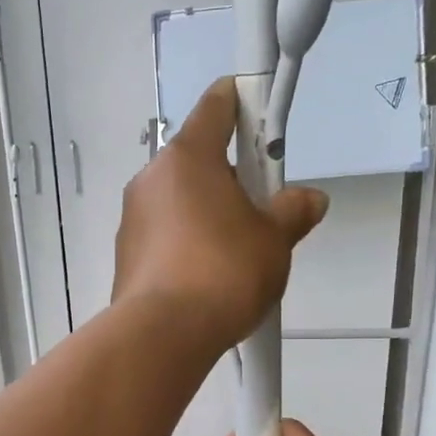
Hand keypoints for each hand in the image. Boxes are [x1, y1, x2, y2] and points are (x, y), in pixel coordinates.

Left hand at [112, 78, 327, 350]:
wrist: (164, 335)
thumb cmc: (224, 272)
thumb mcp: (274, 241)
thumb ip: (292, 213)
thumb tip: (310, 200)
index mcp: (188, 157)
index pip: (216, 107)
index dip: (243, 101)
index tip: (260, 110)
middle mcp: (152, 178)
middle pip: (198, 160)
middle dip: (231, 177)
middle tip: (261, 209)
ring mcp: (132, 218)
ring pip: (179, 201)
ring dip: (207, 213)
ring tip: (236, 254)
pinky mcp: (125, 255)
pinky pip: (164, 235)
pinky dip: (185, 243)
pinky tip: (207, 277)